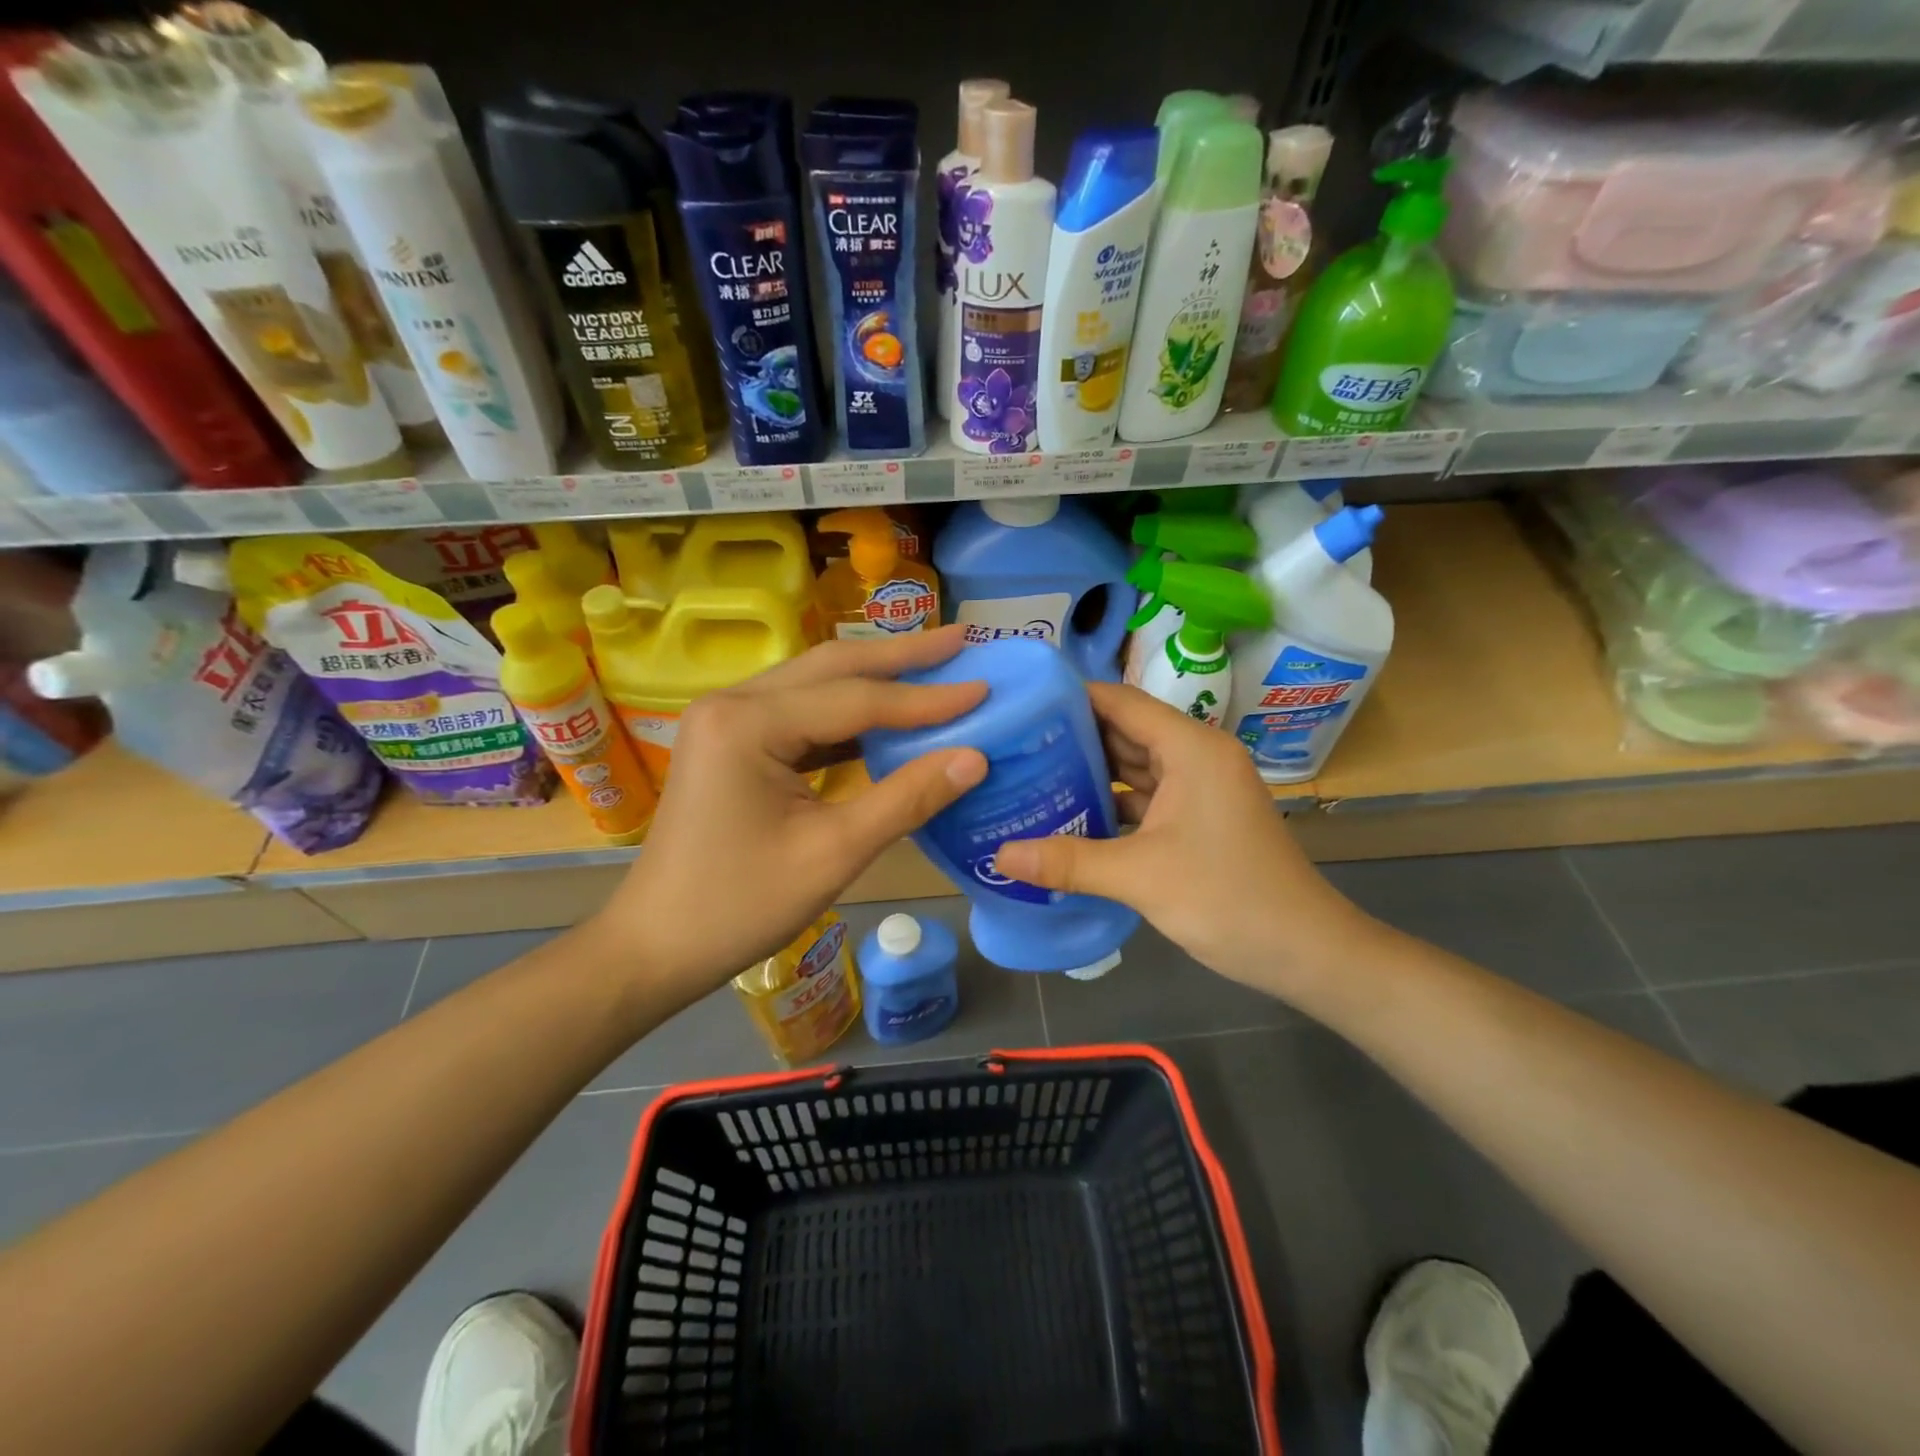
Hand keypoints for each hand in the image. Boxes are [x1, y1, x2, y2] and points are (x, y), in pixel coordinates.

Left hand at [592, 626, 987, 1005]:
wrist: (656, 946)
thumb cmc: (739, 906)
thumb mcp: (833, 854)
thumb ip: (907, 799)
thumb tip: (975, 758)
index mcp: (748, 723)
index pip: (856, 699)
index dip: (926, 698)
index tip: (984, 687)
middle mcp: (733, 702)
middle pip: (833, 666)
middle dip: (902, 657)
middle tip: (963, 641)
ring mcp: (727, 719)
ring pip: (817, 683)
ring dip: (877, 677)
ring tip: (936, 667)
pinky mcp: (732, 741)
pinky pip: (802, 713)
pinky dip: (849, 712)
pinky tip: (887, 715)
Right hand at [992, 683, 1369, 994]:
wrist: (1306, 952)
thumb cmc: (1229, 899)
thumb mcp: (1140, 878)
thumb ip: (1067, 862)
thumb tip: (1000, 856)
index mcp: (1191, 749)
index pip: (1121, 701)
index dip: (1071, 697)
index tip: (1021, 704)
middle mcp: (1196, 757)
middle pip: (1125, 730)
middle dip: (1072, 736)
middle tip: (1012, 743)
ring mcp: (1200, 789)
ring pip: (1134, 766)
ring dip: (1089, 771)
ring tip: (1029, 774)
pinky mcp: (1199, 819)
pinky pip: (1146, 798)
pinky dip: (1111, 803)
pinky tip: (1069, 815)